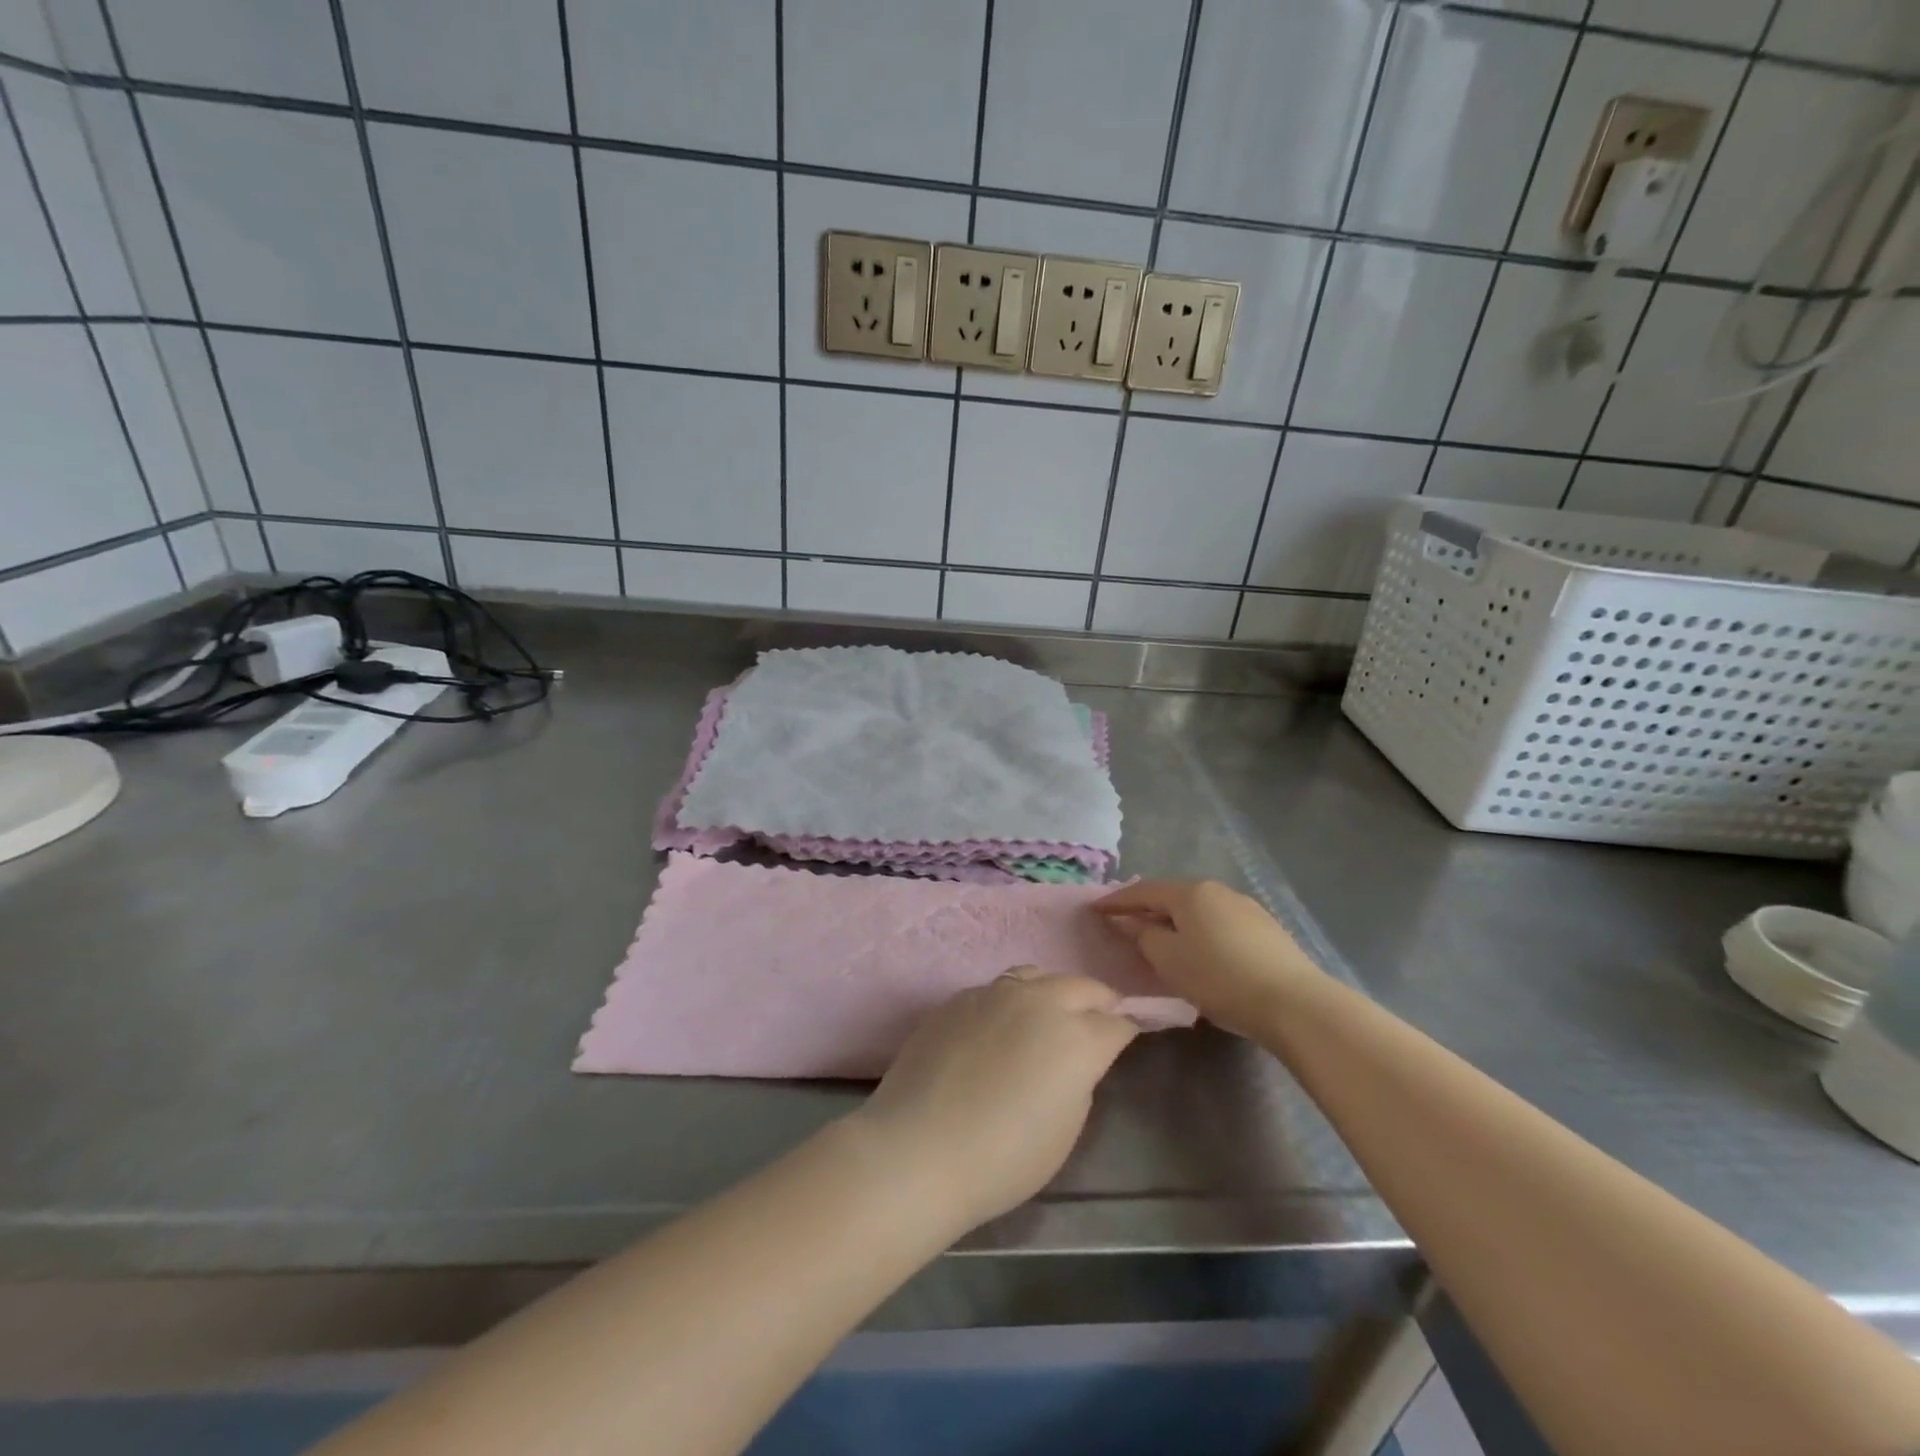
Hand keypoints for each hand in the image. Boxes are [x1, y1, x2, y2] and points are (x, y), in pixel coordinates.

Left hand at [849, 969, 1138, 1232]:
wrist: (919, 1147)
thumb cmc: (1003, 1157)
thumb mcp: (1065, 1129)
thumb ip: (1080, 1079)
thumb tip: (1075, 1058)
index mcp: (1077, 1037)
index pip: (1117, 1023)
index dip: (1126, 1031)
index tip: (1125, 1039)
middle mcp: (1040, 1001)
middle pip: (1082, 986)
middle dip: (1097, 1001)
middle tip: (1097, 1020)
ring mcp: (995, 993)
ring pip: (1037, 975)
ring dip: (1052, 991)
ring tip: (1048, 1014)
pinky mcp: (959, 997)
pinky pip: (997, 989)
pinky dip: (1012, 1001)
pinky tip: (999, 1027)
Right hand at [1094, 880, 1323, 1037]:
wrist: (1295, 1003)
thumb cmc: (1220, 978)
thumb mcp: (1169, 960)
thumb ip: (1143, 936)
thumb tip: (1130, 922)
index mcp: (1190, 892)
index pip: (1142, 891)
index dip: (1116, 901)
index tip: (1094, 910)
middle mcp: (1218, 890)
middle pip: (1172, 896)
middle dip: (1146, 909)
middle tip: (1124, 924)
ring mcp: (1246, 907)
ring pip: (1198, 910)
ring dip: (1175, 921)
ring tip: (1161, 939)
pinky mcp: (1266, 929)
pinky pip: (1218, 923)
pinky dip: (1199, 931)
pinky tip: (1200, 951)